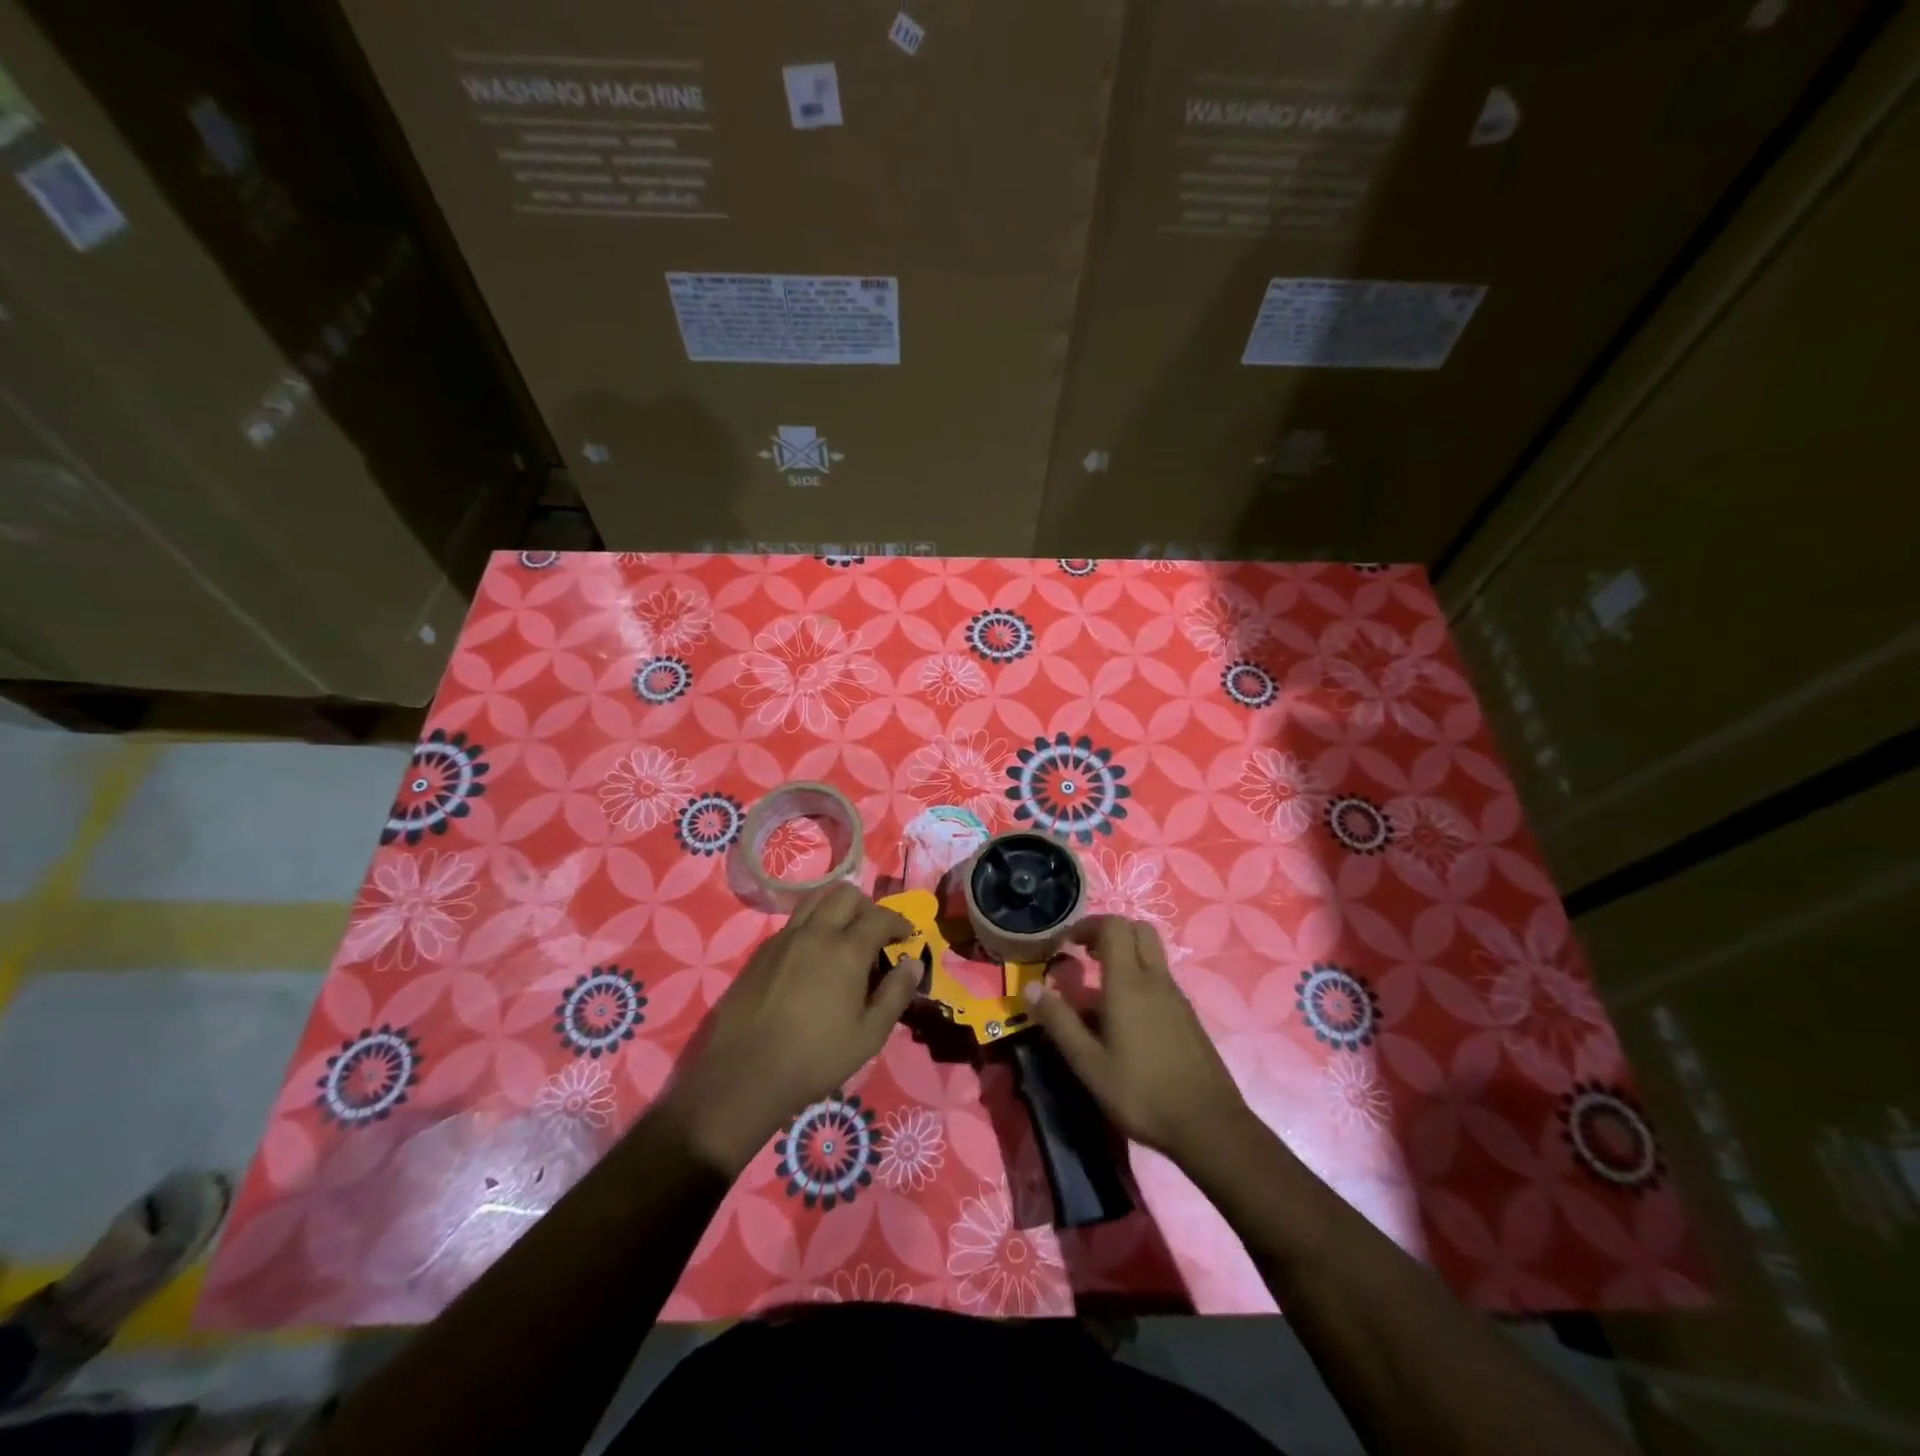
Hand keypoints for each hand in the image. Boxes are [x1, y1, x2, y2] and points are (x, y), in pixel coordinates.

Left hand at [656, 882, 917, 1173]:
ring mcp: (783, 938)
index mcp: (846, 950)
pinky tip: (812, 957)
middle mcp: (815, 933)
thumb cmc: (815, 1058)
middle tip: (875, 933)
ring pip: (815, 900)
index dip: (898, 921)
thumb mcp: (869, 1035)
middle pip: (845, 894)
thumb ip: (895, 994)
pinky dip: (812, 925)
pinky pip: (793, 922)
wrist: (743, 1074)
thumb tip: (912, 963)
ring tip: (844, 936)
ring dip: (836, 908)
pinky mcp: (761, 952)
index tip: (906, 936)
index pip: (880, 916)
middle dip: (867, 907)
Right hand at [1024, 916, 1253, 1169]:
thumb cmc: (1142, 1093)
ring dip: (1124, 957)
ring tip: (1098, 993)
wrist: (1209, 1126)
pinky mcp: (1187, 1016)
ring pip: (1151, 954)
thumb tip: (1030, 988)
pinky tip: (1124, 1021)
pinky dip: (1139, 980)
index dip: (1087, 925)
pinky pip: (1160, 979)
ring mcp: (1176, 997)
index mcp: (1129, 983)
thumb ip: (1059, 1022)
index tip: (1066, 945)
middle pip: (1138, 929)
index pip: (1113, 926)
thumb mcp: (1089, 1064)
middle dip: (1109, 933)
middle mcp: (1156, 980)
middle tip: (1086, 956)